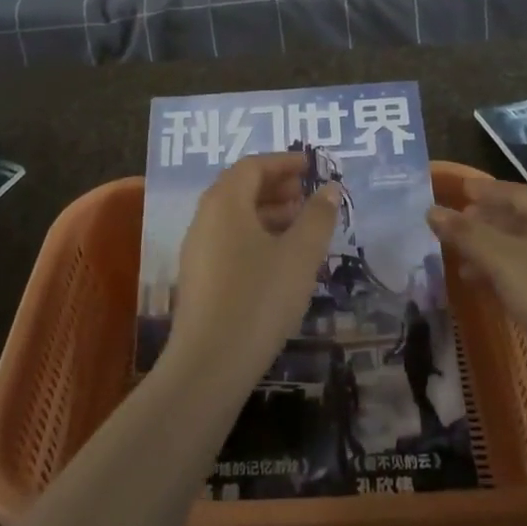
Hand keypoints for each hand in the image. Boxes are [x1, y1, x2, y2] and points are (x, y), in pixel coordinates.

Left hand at [164, 153, 339, 391]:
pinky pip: (228, 239)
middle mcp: (205, 217)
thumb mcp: (300, 255)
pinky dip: (255, 235)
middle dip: (276, 186)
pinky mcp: (198, 277)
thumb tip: (328, 188)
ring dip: (267, 212)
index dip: (283, 162)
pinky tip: (278, 258)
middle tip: (307, 194)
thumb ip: (317, 217)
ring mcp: (197, 248)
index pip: (253, 166)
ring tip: (300, 226)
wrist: (210, 363)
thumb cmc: (259, 298)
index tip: (311, 166)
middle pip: (240, 188)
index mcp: (225, 201)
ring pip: (234, 216)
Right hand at [426, 178, 526, 362]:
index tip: (459, 190)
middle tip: (456, 227)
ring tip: (462, 264)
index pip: (514, 191)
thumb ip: (466, 234)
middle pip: (522, 218)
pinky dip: (509, 275)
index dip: (485, 190)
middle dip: (487, 222)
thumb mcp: (501, 260)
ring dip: (494, 252)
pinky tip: (491, 290)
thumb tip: (431, 210)